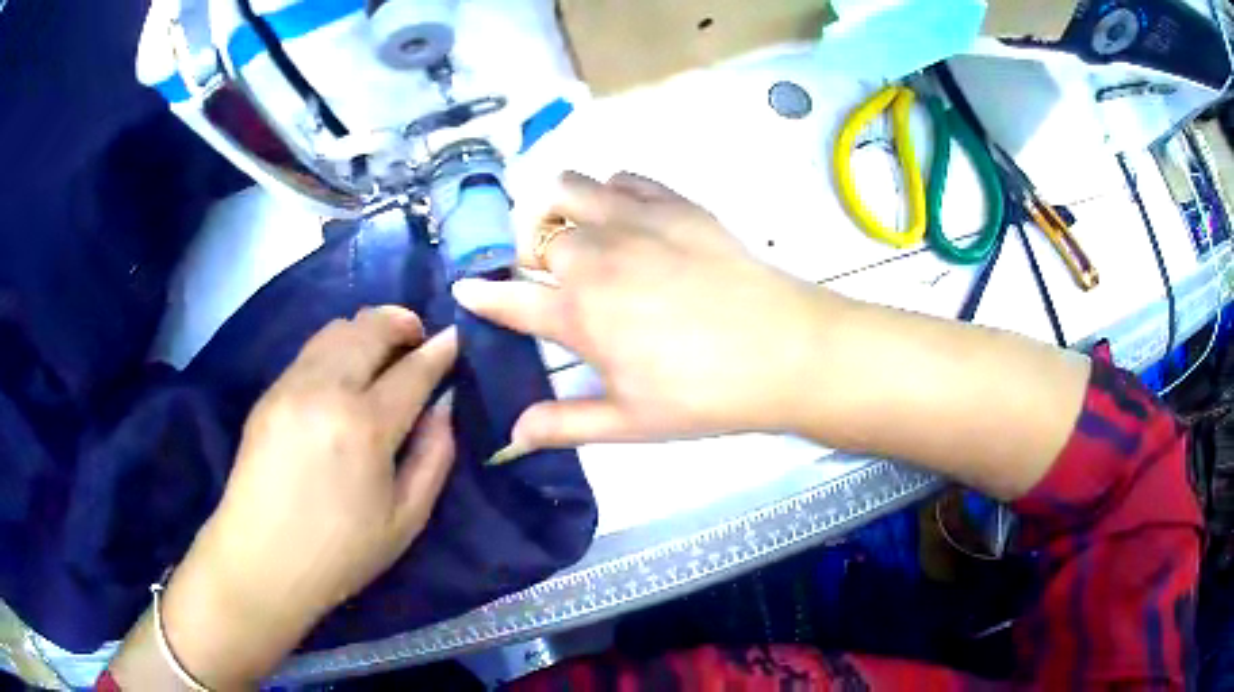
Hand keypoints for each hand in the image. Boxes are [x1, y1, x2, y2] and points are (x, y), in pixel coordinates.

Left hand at [125, 307, 458, 688]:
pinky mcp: (269, 392)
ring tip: (382, 351)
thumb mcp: (406, 520)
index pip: (412, 371)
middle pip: (370, 328)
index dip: (439, 351)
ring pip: (337, 329)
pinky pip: (311, 349)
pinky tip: (344, 373)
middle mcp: (326, 390)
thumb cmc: (340, 552)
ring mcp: (291, 386)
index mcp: (365, 427)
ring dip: (368, 329)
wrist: (261, 560)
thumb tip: (443, 406)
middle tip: (418, 339)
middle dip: (402, 322)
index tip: (455, 338)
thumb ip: (434, 456)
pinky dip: (338, 346)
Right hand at [454, 172, 838, 457]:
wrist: (785, 350)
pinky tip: (626, 214)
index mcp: (579, 314)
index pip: (508, 301)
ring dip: (559, 209)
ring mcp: (635, 221)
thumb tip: (512, 436)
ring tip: (577, 231)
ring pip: (569, 190)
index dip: (481, 296)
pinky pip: (623, 179)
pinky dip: (611, 191)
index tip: (464, 288)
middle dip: (531, 257)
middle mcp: (595, 257)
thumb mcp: (631, 423)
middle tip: (552, 277)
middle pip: (537, 240)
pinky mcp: (674, 203)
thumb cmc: (705, 395)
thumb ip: (565, 424)